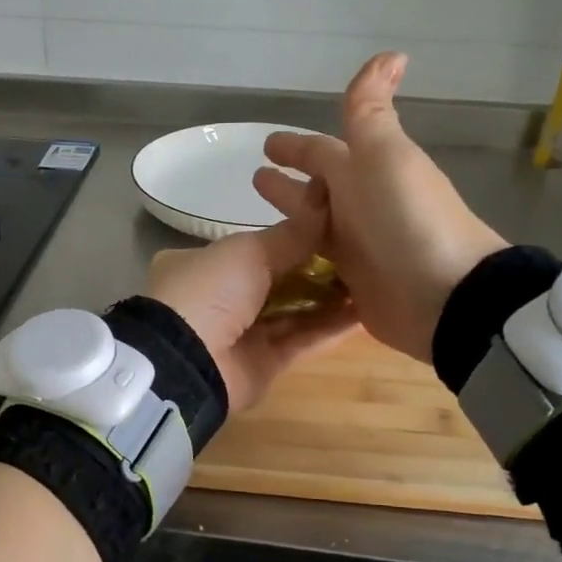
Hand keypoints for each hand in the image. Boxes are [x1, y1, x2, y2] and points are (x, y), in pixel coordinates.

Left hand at [145, 214, 358, 412]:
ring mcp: (241, 334)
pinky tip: (365, 313)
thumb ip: (293, 232)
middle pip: (277, 280)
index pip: (253, 247)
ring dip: (329, 298)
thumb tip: (327, 198)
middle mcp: (220, 298)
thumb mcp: (250, 250)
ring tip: (372, 280)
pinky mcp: (263, 364)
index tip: (333, 227)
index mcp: (203, 264)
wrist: (188, 361)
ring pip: (293, 312)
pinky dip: (331, 328)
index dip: (292, 238)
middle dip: (317, 269)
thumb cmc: (211, 290)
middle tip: (362, 254)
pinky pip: (302, 341)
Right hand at [253, 52, 506, 362]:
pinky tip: (279, 266)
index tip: (266, 147)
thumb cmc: (406, 220)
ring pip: (314, 229)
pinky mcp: (355, 286)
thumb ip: (369, 112)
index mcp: (363, 172)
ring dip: (292, 222)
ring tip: (259, 223)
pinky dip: (303, 261)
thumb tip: (391, 53)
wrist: (443, 296)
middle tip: (256, 179)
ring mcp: (358, 249)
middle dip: (288, 185)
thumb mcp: (383, 156)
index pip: (320, 153)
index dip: (294, 148)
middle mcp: (359, 208)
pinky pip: (321, 266)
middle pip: (316, 191)